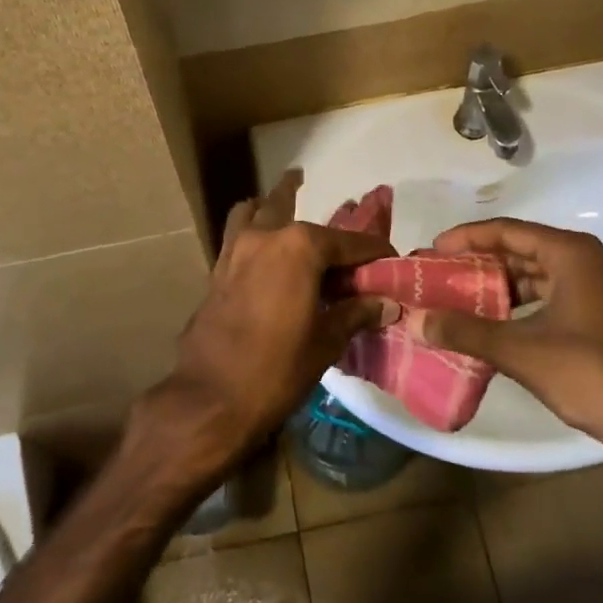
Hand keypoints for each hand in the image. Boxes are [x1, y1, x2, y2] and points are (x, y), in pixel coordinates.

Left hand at [140, 171, 392, 480]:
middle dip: (333, 234)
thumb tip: (386, 303)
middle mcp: (268, 236)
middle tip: (352, 253)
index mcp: (300, 247)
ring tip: (293, 204)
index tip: (392, 262)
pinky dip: (254, 226)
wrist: (209, 398)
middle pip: (307, 224)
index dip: (375, 252)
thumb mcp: (325, 342)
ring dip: (279, 206)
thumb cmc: (276, 370)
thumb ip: (355, 313)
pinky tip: (265, 246)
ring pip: (261, 211)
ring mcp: (238, 248)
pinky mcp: (218, 267)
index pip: (350, 242)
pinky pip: (239, 231)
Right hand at [421, 220, 602, 467]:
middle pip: (522, 248)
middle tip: (442, 272)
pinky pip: (551, 292)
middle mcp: (588, 260)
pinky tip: (495, 319)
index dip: (467, 237)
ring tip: (461, 294)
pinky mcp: (601, 313)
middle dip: (481, 260)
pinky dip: (521, 300)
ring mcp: (599, 287)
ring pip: (537, 272)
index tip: (434, 250)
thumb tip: (417, 320)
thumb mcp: (519, 350)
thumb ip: (466, 331)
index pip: (508, 231)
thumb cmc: (587, 373)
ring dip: (500, 282)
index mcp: (572, 254)